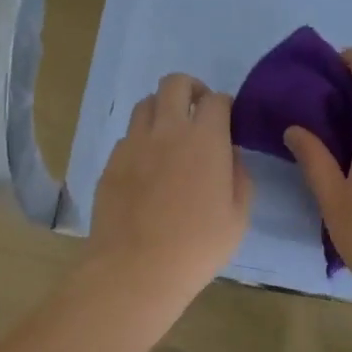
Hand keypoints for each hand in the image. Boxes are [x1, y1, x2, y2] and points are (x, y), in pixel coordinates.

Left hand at [87, 73, 251, 302]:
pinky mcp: (111, 163)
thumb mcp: (238, 216)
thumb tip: (230, 155)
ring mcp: (134, 144)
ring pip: (145, 104)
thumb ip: (240, 177)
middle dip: (190, 88)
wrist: (137, 268)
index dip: (224, 105)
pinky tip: (148, 167)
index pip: (216, 99)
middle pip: (174, 83)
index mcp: (205, 139)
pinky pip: (128, 137)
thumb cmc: (198, 246)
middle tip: (198, 111)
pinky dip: (142, 140)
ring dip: (162, 110)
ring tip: (170, 135)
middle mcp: (168, 130)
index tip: (227, 121)